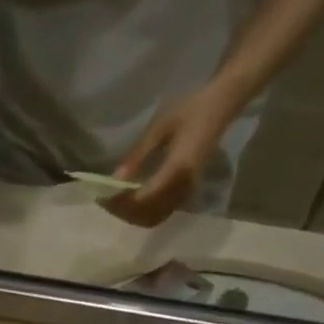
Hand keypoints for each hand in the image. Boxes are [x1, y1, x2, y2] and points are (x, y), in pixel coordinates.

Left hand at [103, 85, 235, 227]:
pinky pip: (161, 213)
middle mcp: (183, 187)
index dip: (121, 202)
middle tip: (104, 199)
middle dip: (123, 212)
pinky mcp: (187, 193)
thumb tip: (114, 180)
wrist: (221, 106)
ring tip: (115, 201)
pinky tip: (131, 201)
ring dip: (132, 215)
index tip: (102, 195)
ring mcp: (187, 193)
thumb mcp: (159, 127)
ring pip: (153, 218)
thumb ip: (137, 155)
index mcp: (177, 170)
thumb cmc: (189, 109)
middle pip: (147, 214)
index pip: (143, 199)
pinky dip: (143, 213)